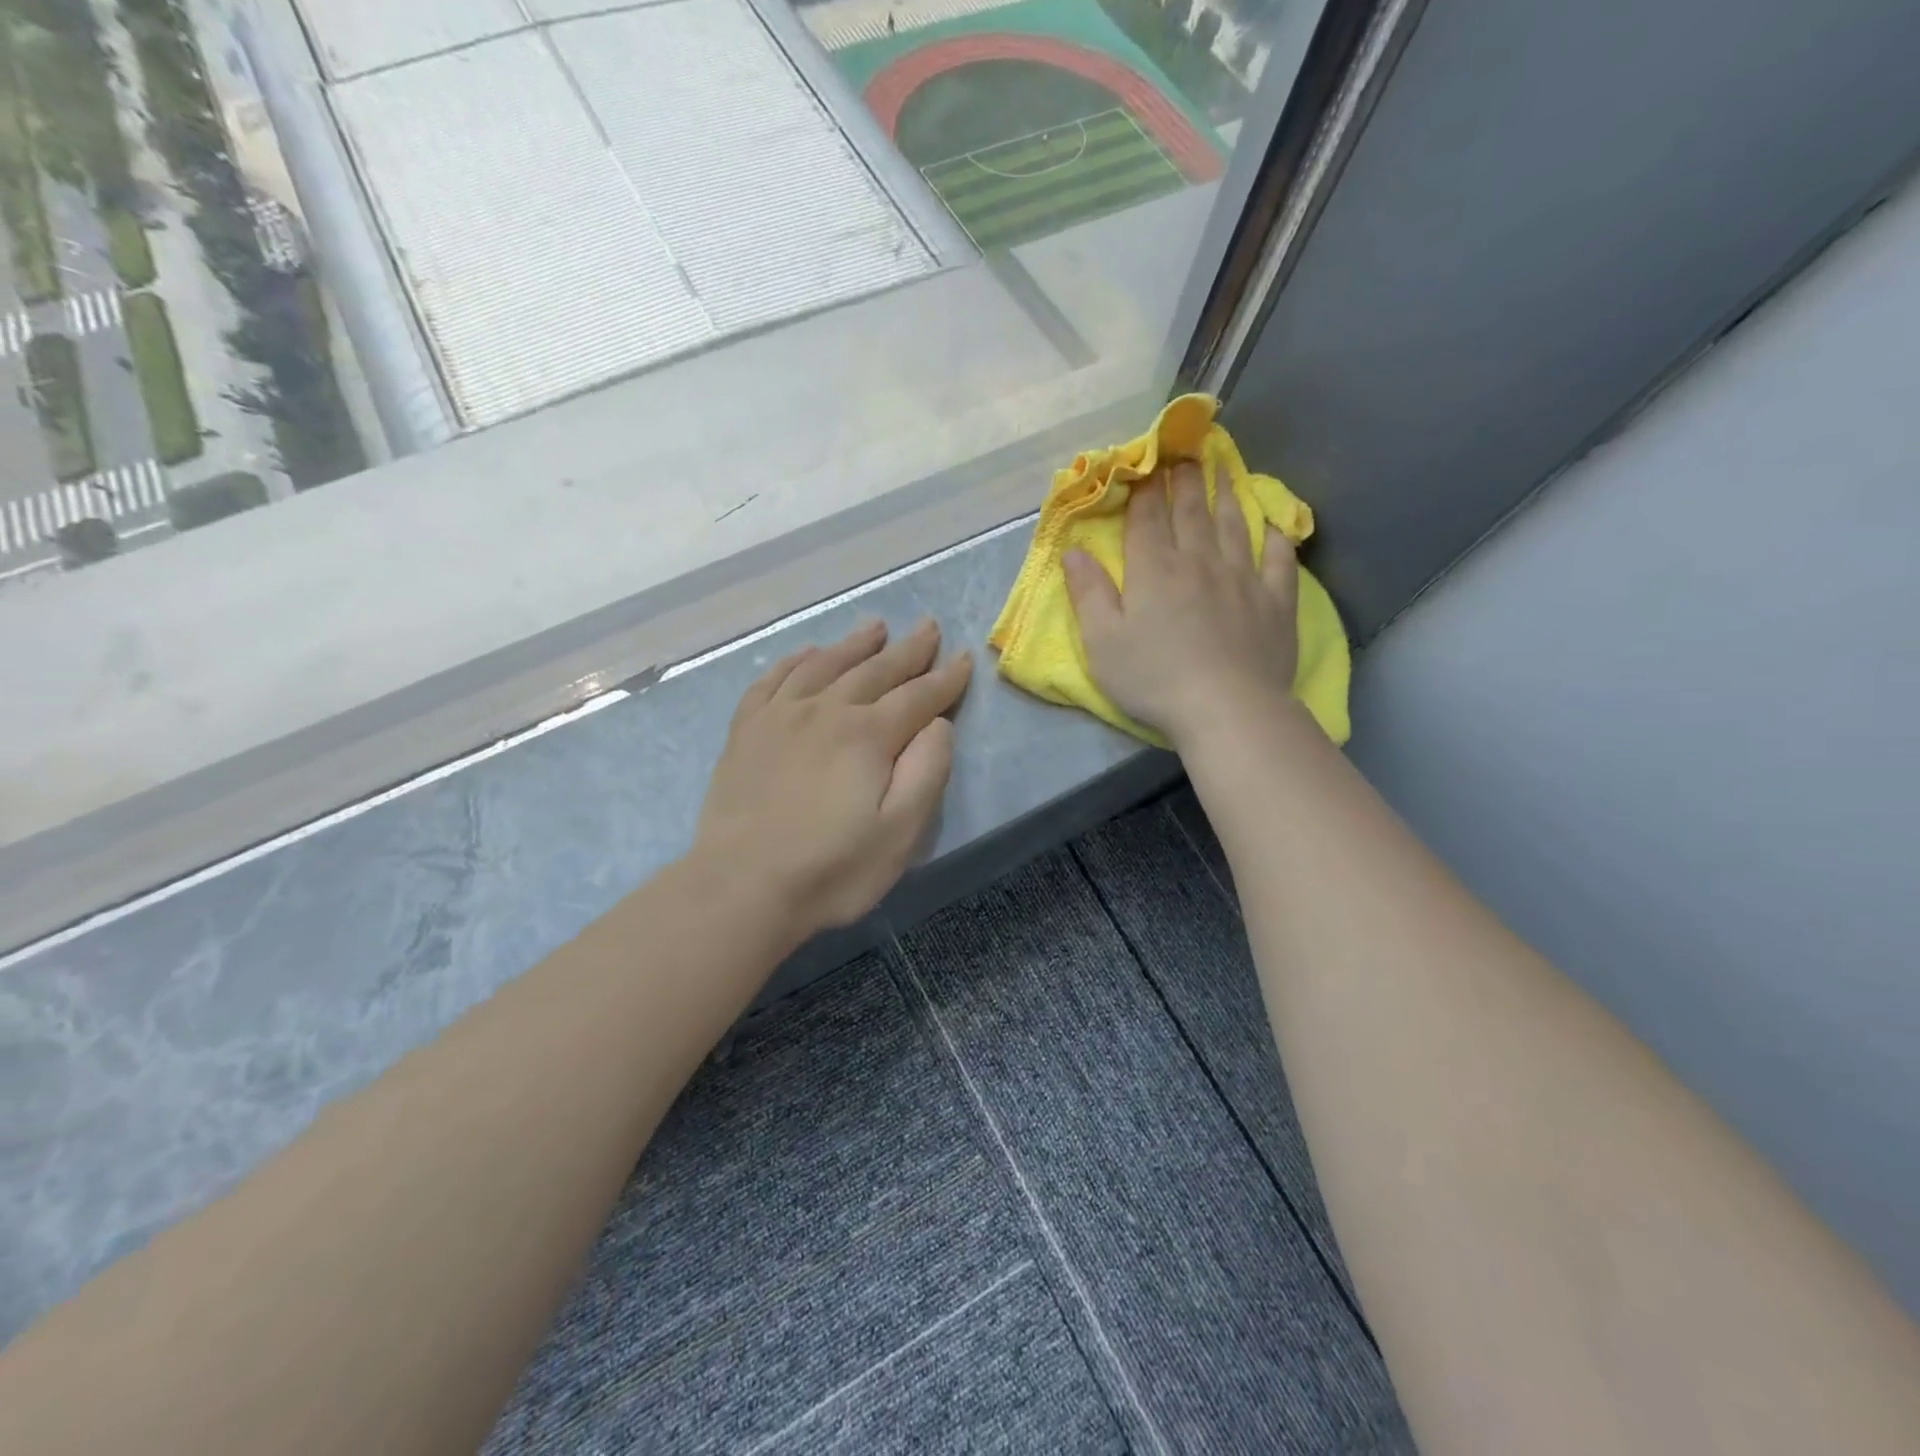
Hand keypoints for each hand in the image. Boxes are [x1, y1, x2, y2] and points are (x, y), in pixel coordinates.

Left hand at [692, 619, 972, 938]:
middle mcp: (825, 710)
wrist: (740, 888)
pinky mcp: (746, 731)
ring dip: (854, 645)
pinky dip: (794, 660)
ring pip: (824, 665)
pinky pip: (773, 679)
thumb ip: (926, 772)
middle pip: (874, 670)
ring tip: (875, 626)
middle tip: (927, 626)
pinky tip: (807, 653)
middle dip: (907, 650)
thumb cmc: (831, 869)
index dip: (944, 678)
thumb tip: (937, 724)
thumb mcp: (900, 833)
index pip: (917, 696)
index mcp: (868, 735)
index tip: (962, 658)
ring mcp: (780, 716)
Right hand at [1064, 461, 1299, 749]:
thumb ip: (1088, 593)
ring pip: (1234, 526)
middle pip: (1191, 513)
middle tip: (1187, 454)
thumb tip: (1072, 551)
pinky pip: (1279, 560)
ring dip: (1228, 495)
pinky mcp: (1275, 601)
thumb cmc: (1154, 678)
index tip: (1146, 463)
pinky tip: (1276, 526)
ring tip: (1224, 471)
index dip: (1144, 489)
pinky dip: (1278, 538)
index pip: (1147, 519)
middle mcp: (1199, 561)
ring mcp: (1242, 578)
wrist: (1226, 708)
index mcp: (1154, 570)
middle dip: (1185, 481)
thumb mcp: (1102, 642)